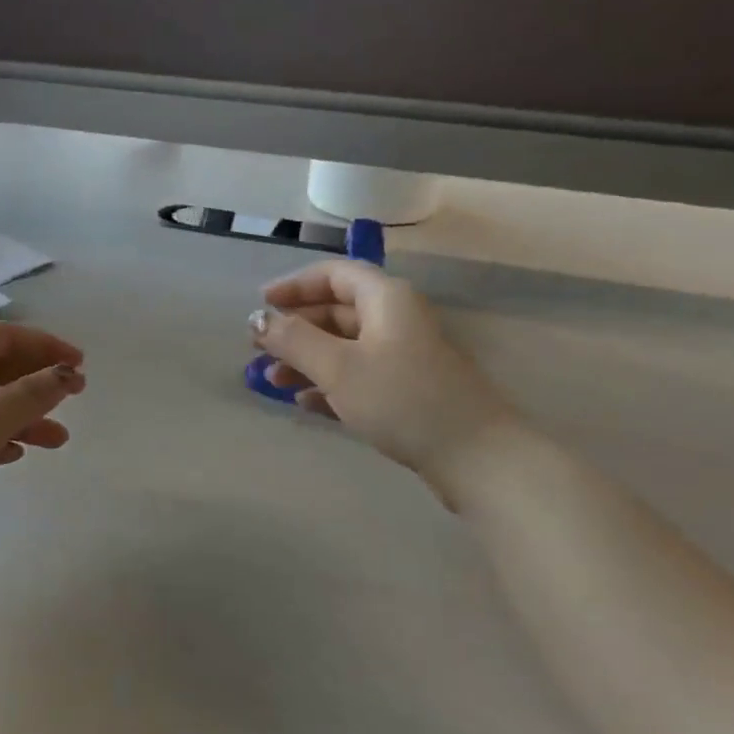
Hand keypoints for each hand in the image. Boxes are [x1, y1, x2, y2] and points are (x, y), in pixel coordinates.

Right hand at [250, 261, 520, 499]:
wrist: (476, 458)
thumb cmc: (402, 399)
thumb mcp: (339, 367)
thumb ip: (293, 339)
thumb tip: (257, 319)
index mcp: (385, 299)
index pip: (334, 274)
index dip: (294, 285)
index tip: (261, 304)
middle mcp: (396, 320)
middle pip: (336, 311)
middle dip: (295, 329)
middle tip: (259, 348)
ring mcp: (403, 357)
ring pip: (344, 346)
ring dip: (307, 359)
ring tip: (272, 381)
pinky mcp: (406, 391)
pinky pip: (358, 376)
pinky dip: (329, 384)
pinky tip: (304, 402)